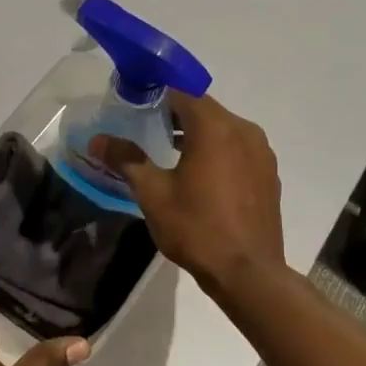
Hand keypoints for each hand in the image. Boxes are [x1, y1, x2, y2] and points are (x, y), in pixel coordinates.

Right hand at [89, 92, 286, 295]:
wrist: (248, 273)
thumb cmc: (196, 228)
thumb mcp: (153, 193)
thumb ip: (126, 159)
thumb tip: (97, 140)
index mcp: (214, 127)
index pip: (182, 92)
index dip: (156, 93)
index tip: (135, 104)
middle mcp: (243, 130)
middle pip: (204, 108)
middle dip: (175, 114)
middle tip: (146, 128)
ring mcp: (261, 152)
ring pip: (223, 128)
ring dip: (197, 132)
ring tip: (169, 152)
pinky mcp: (268, 173)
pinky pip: (238, 148)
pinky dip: (217, 150)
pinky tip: (201, 174)